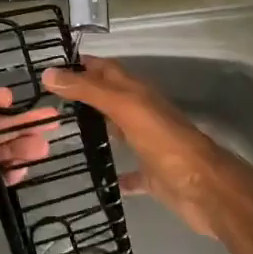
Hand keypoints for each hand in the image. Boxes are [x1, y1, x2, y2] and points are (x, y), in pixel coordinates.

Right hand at [42, 57, 252, 238]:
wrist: (205, 189)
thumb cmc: (164, 141)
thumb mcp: (124, 107)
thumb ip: (88, 90)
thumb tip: (49, 73)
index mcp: (136, 92)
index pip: (104, 69)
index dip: (80, 64)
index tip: (49, 67)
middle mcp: (141, 113)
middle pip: (109, 97)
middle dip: (82, 94)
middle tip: (47, 100)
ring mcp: (148, 144)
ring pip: (118, 130)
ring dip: (96, 128)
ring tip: (61, 133)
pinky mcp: (152, 175)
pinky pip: (130, 172)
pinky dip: (115, 174)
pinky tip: (96, 179)